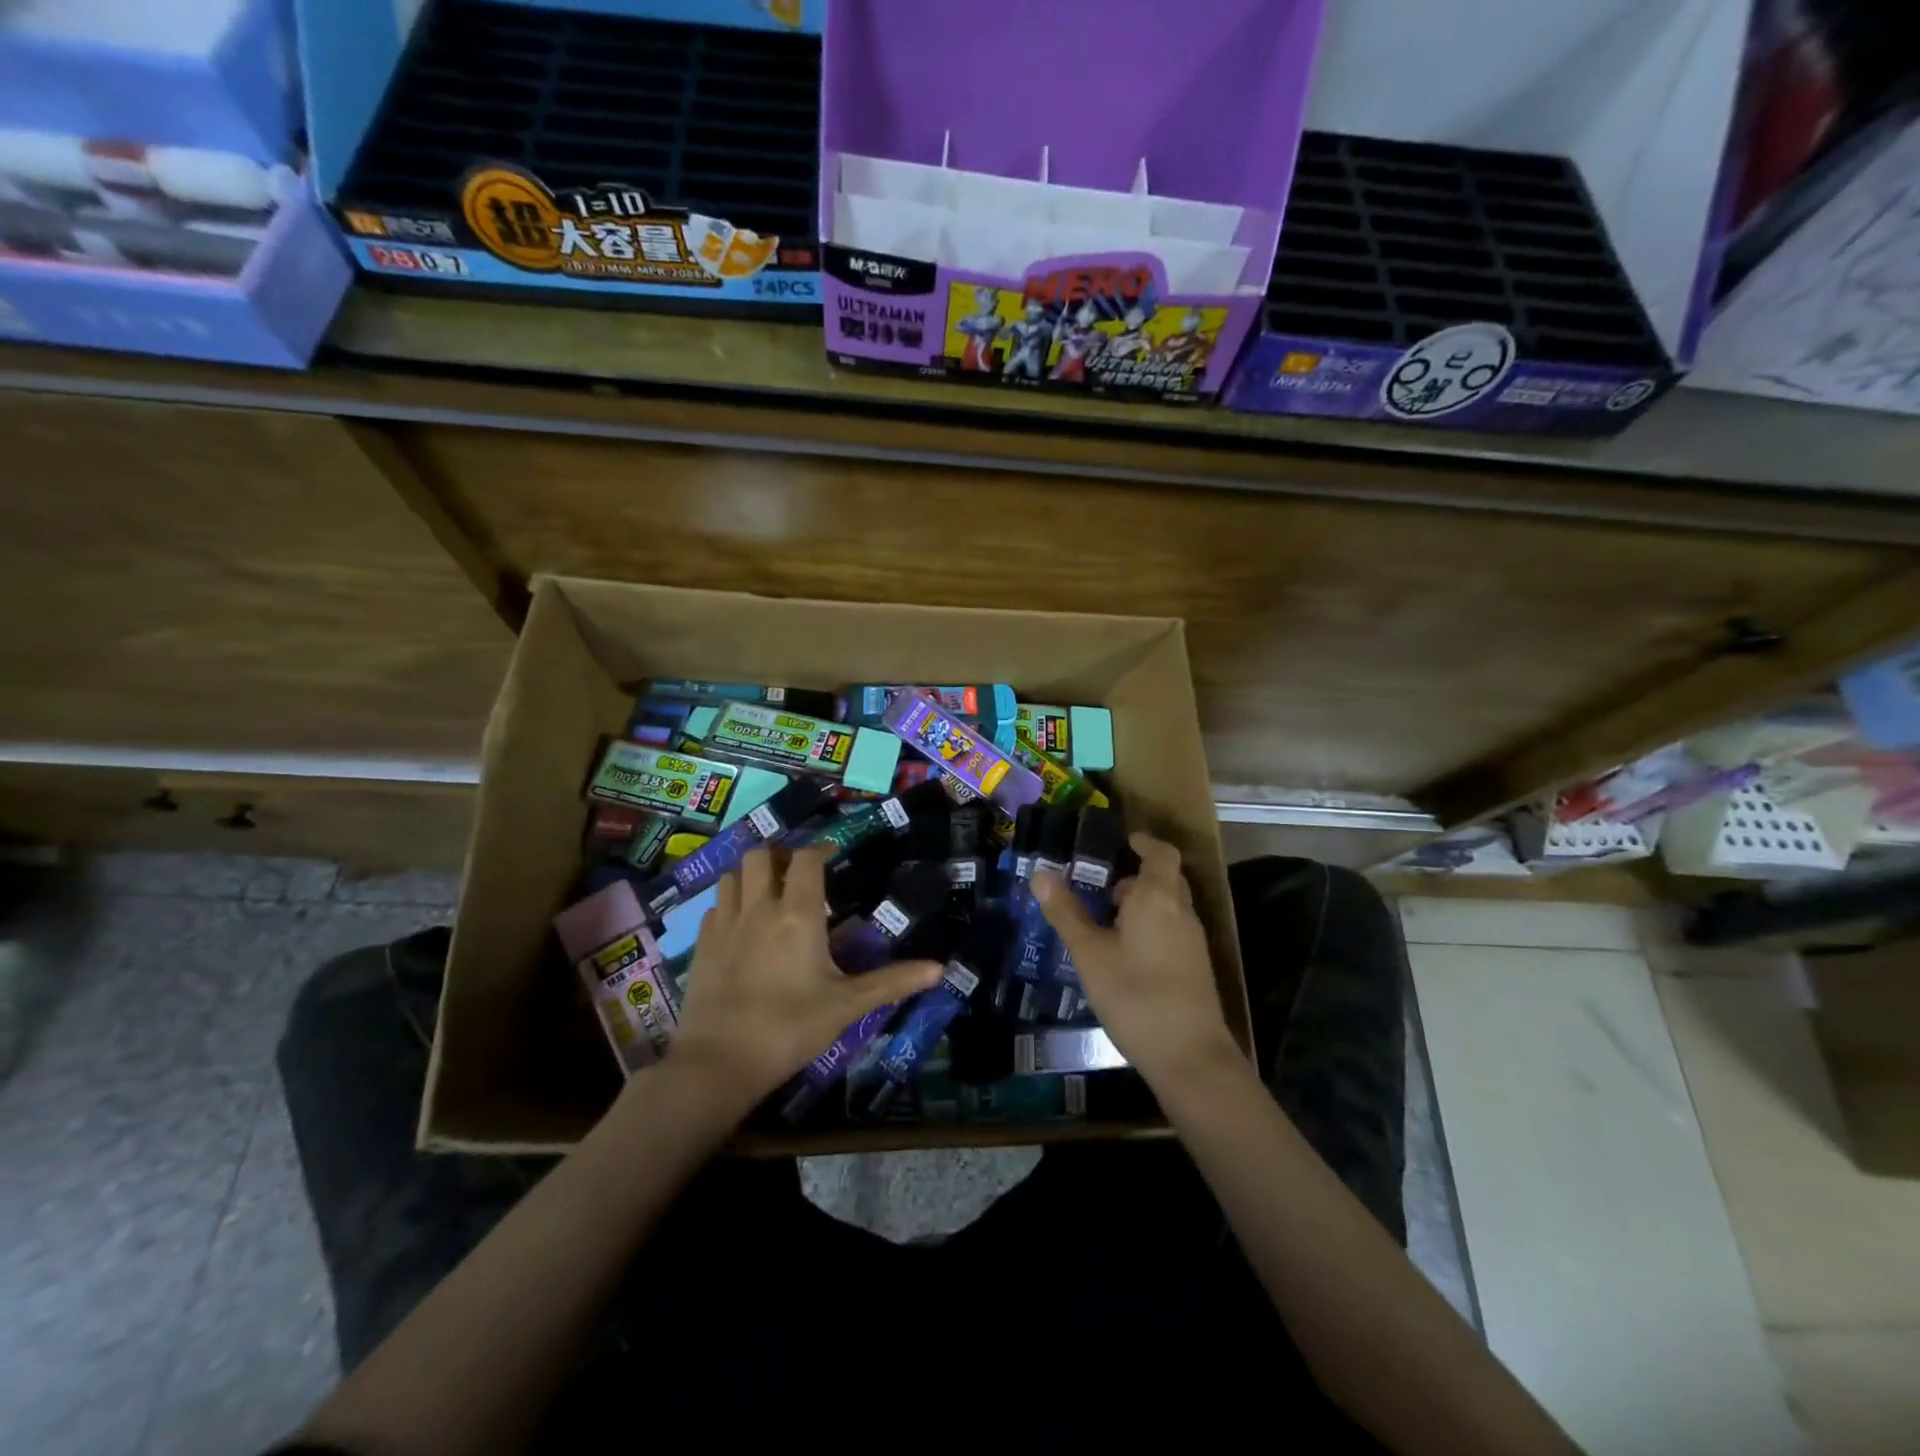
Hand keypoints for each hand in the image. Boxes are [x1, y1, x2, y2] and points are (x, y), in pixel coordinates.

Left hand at [668, 845, 941, 1113]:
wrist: (719, 1063)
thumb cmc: (790, 1028)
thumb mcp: (847, 1005)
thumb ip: (892, 982)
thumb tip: (940, 968)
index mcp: (797, 914)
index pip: (806, 860)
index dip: (820, 850)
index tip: (832, 855)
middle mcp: (758, 908)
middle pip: (760, 855)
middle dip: (780, 856)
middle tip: (797, 874)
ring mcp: (725, 925)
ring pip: (731, 875)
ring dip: (750, 875)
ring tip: (767, 892)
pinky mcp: (701, 946)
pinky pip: (715, 906)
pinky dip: (729, 903)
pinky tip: (740, 925)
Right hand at [1034, 832, 1238, 1088]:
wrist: (1189, 1056)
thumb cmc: (1134, 994)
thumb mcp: (1090, 953)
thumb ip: (1066, 912)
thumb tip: (1041, 874)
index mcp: (1158, 897)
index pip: (1161, 853)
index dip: (1144, 843)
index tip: (1124, 841)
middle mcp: (1181, 911)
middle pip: (1165, 879)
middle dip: (1136, 878)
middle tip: (1102, 888)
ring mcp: (1193, 941)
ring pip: (1169, 907)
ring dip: (1142, 905)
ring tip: (1106, 923)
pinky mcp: (1195, 967)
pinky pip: (1172, 930)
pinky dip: (1151, 927)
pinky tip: (1125, 955)